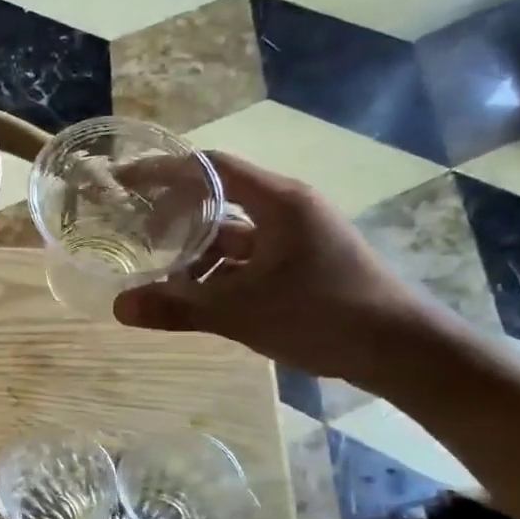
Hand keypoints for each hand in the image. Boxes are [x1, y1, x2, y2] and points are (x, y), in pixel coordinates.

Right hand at [112, 154, 457, 391]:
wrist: (402, 350)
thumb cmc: (324, 315)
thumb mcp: (242, 313)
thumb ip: (178, 308)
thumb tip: (118, 308)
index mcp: (278, 201)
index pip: (209, 168)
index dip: (162, 171)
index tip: (123, 182)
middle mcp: (286, 209)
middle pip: (217, 197)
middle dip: (171, 212)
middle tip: (129, 228)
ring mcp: (295, 237)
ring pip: (231, 233)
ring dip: (193, 249)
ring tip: (152, 267)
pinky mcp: (300, 263)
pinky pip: (246, 257)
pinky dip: (216, 271)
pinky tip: (192, 293)